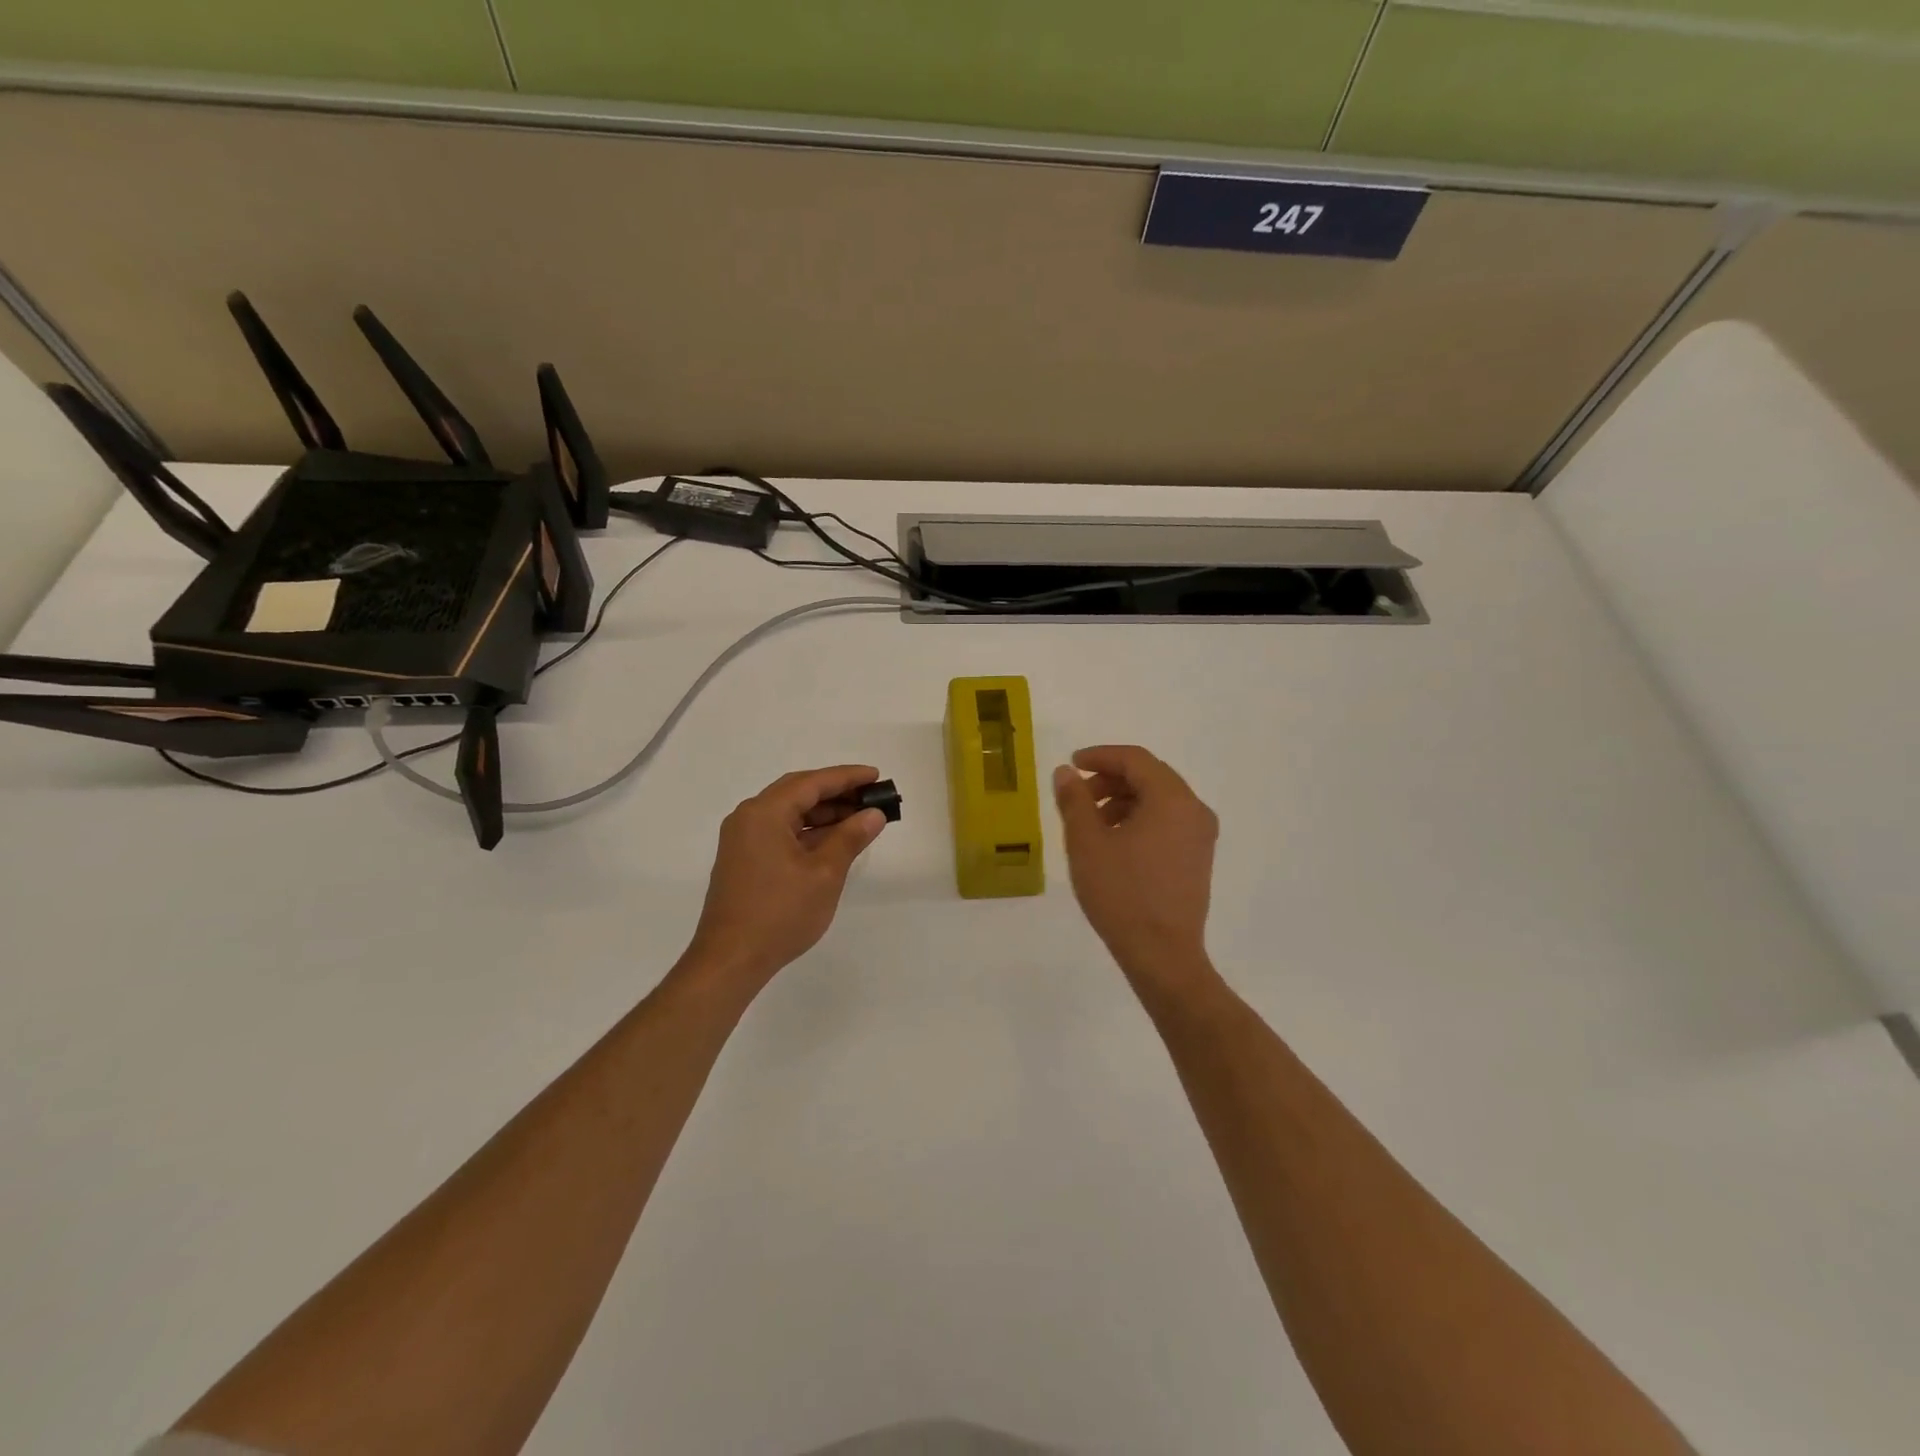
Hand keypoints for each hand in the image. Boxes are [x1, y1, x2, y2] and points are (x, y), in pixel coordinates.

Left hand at [683, 765, 888, 993]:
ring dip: (823, 814)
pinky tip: (833, 842)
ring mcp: (743, 840)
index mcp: (764, 813)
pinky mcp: (744, 860)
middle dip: (836, 793)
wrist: (731, 960)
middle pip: (797, 793)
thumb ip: (850, 838)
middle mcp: (749, 818)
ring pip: (789, 814)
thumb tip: (873, 815)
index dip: (846, 777)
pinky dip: (808, 832)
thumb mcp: (824, 874)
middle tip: (870, 797)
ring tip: (859, 819)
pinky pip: (780, 832)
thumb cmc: (780, 913)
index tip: (876, 776)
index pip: (811, 783)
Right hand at [1053, 746, 1219, 990]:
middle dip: (1110, 779)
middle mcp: (1194, 810)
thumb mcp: (1087, 843)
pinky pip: (1168, 822)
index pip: (1134, 759)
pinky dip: (1140, 819)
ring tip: (1092, 824)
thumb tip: (1066, 773)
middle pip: (1150, 776)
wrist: (1162, 955)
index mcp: (1172, 799)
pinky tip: (1115, 843)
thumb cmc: (1122, 894)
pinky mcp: (1198, 858)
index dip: (1100, 756)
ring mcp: (1201, 836)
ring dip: (1124, 800)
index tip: (1071, 765)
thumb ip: (1074, 800)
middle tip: (1079, 796)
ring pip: (1159, 800)